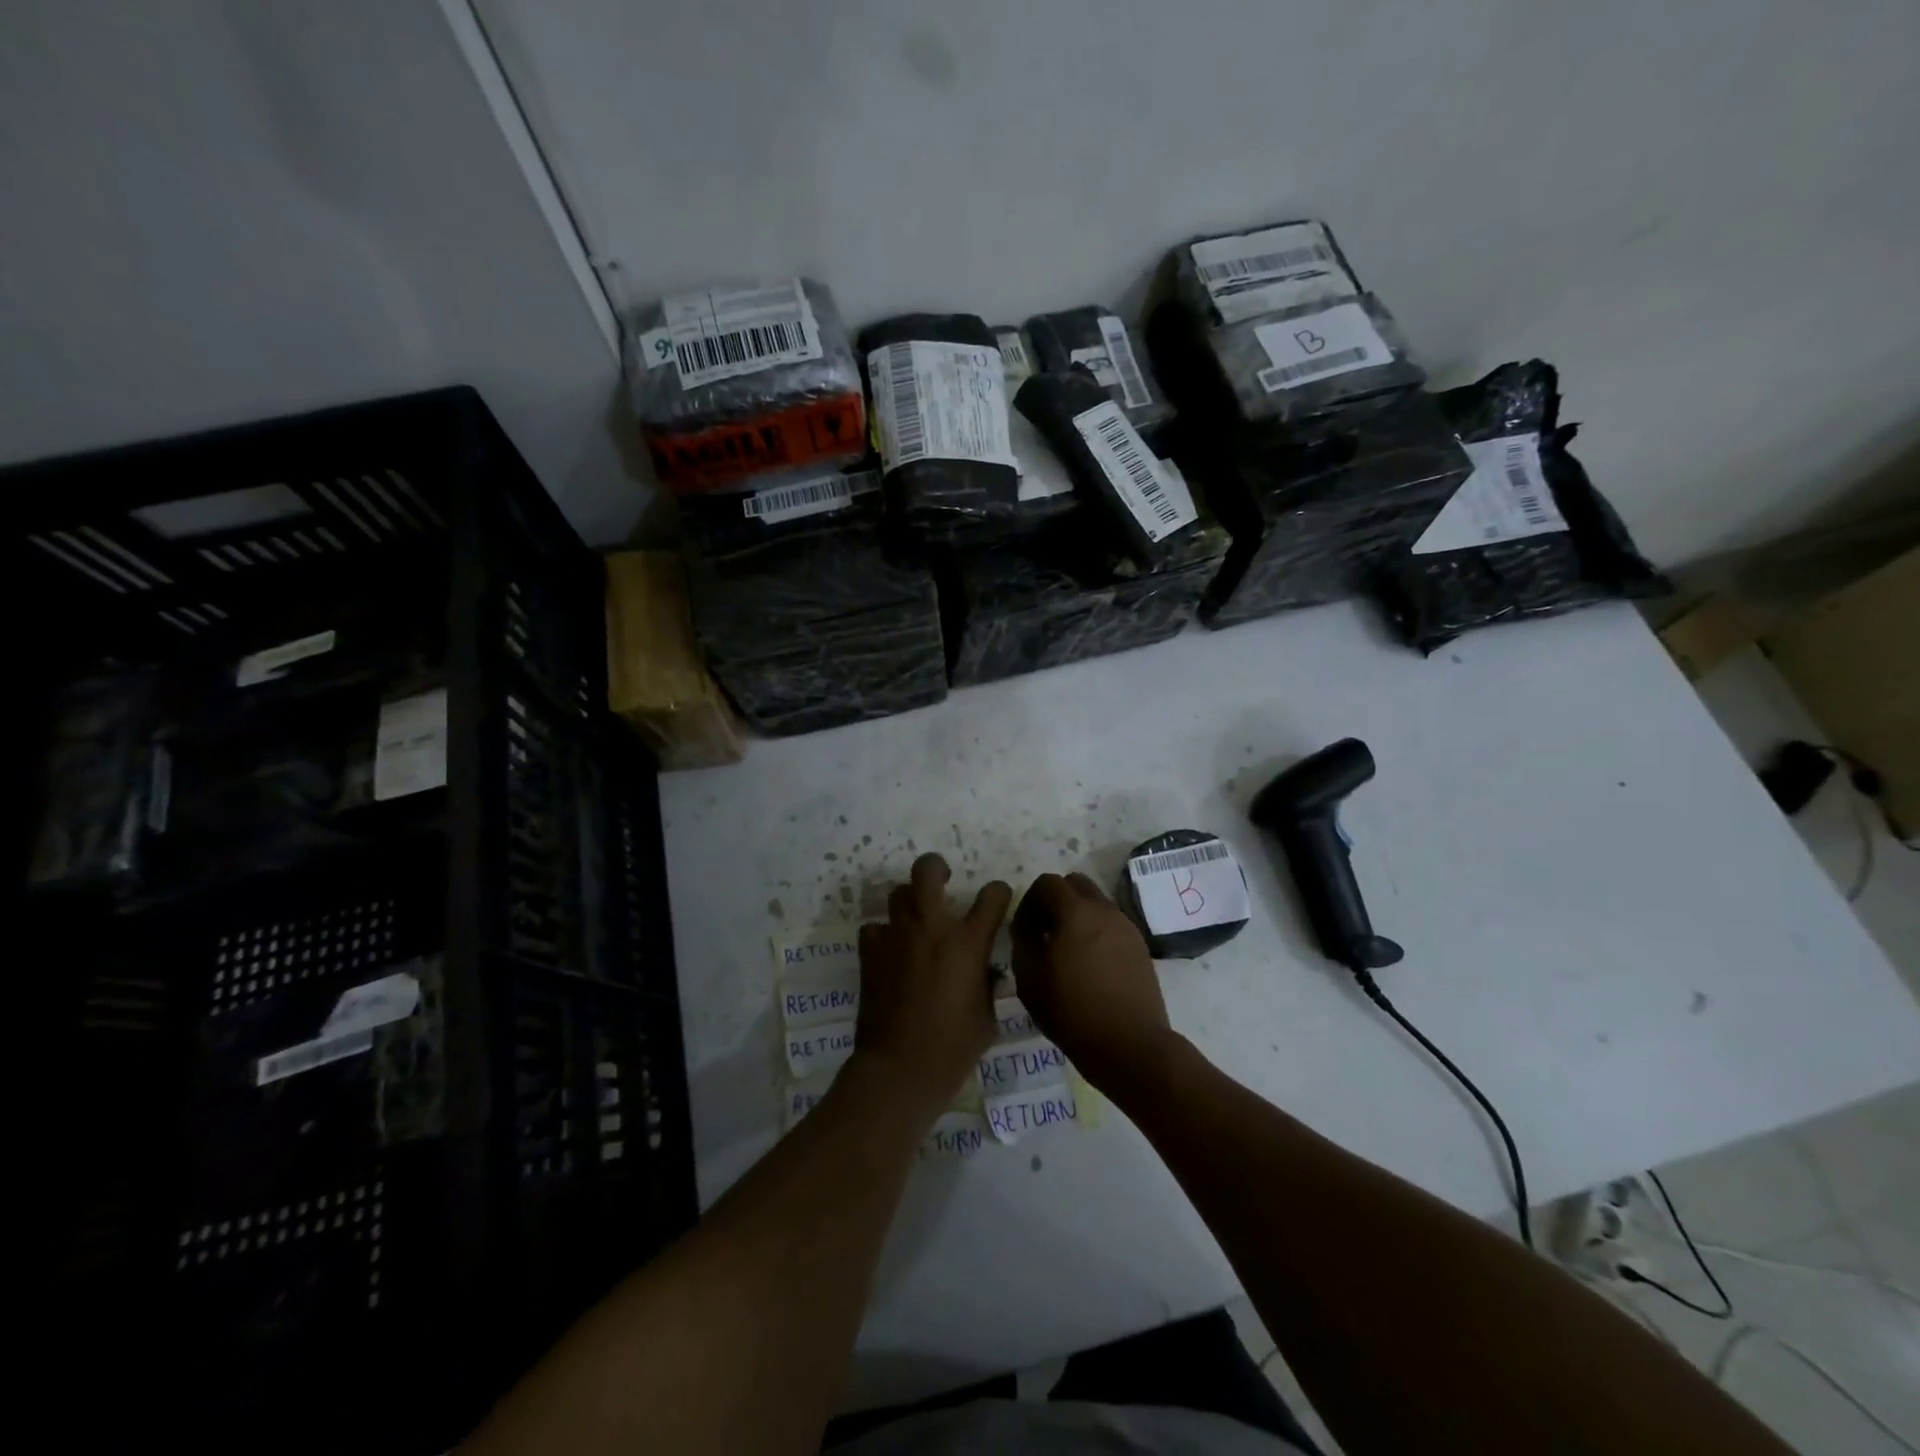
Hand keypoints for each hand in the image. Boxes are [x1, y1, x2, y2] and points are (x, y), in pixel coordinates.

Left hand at [855, 854, 1010, 1117]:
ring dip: (909, 901)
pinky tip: (890, 951)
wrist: (899, 1069)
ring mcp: (896, 937)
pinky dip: (883, 934)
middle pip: (927, 870)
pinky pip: (874, 928)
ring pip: (898, 893)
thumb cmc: (953, 1048)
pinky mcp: (870, 953)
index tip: (998, 899)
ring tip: (915, 919)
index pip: (992, 896)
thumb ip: (989, 986)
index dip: (998, 893)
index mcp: (968, 943)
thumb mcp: (987, 1018)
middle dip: (936, 867)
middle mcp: (931, 928)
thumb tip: (989, 972)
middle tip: (942, 881)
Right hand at [1010, 872, 1175, 1099]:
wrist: (1130, 1045)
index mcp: (1075, 912)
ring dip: (1077, 914)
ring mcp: (1126, 926)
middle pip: (1075, 884)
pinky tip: (1090, 963)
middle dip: (1055, 900)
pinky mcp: (1139, 946)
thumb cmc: (1072, 1013)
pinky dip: (1096, 930)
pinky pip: (1111, 923)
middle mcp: (1104, 909)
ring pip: (1096, 902)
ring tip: (1067, 950)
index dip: (1029, 901)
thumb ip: (1022, 941)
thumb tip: (1027, 926)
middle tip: (1044, 932)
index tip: (1023, 930)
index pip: (1047, 883)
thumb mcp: (1029, 979)